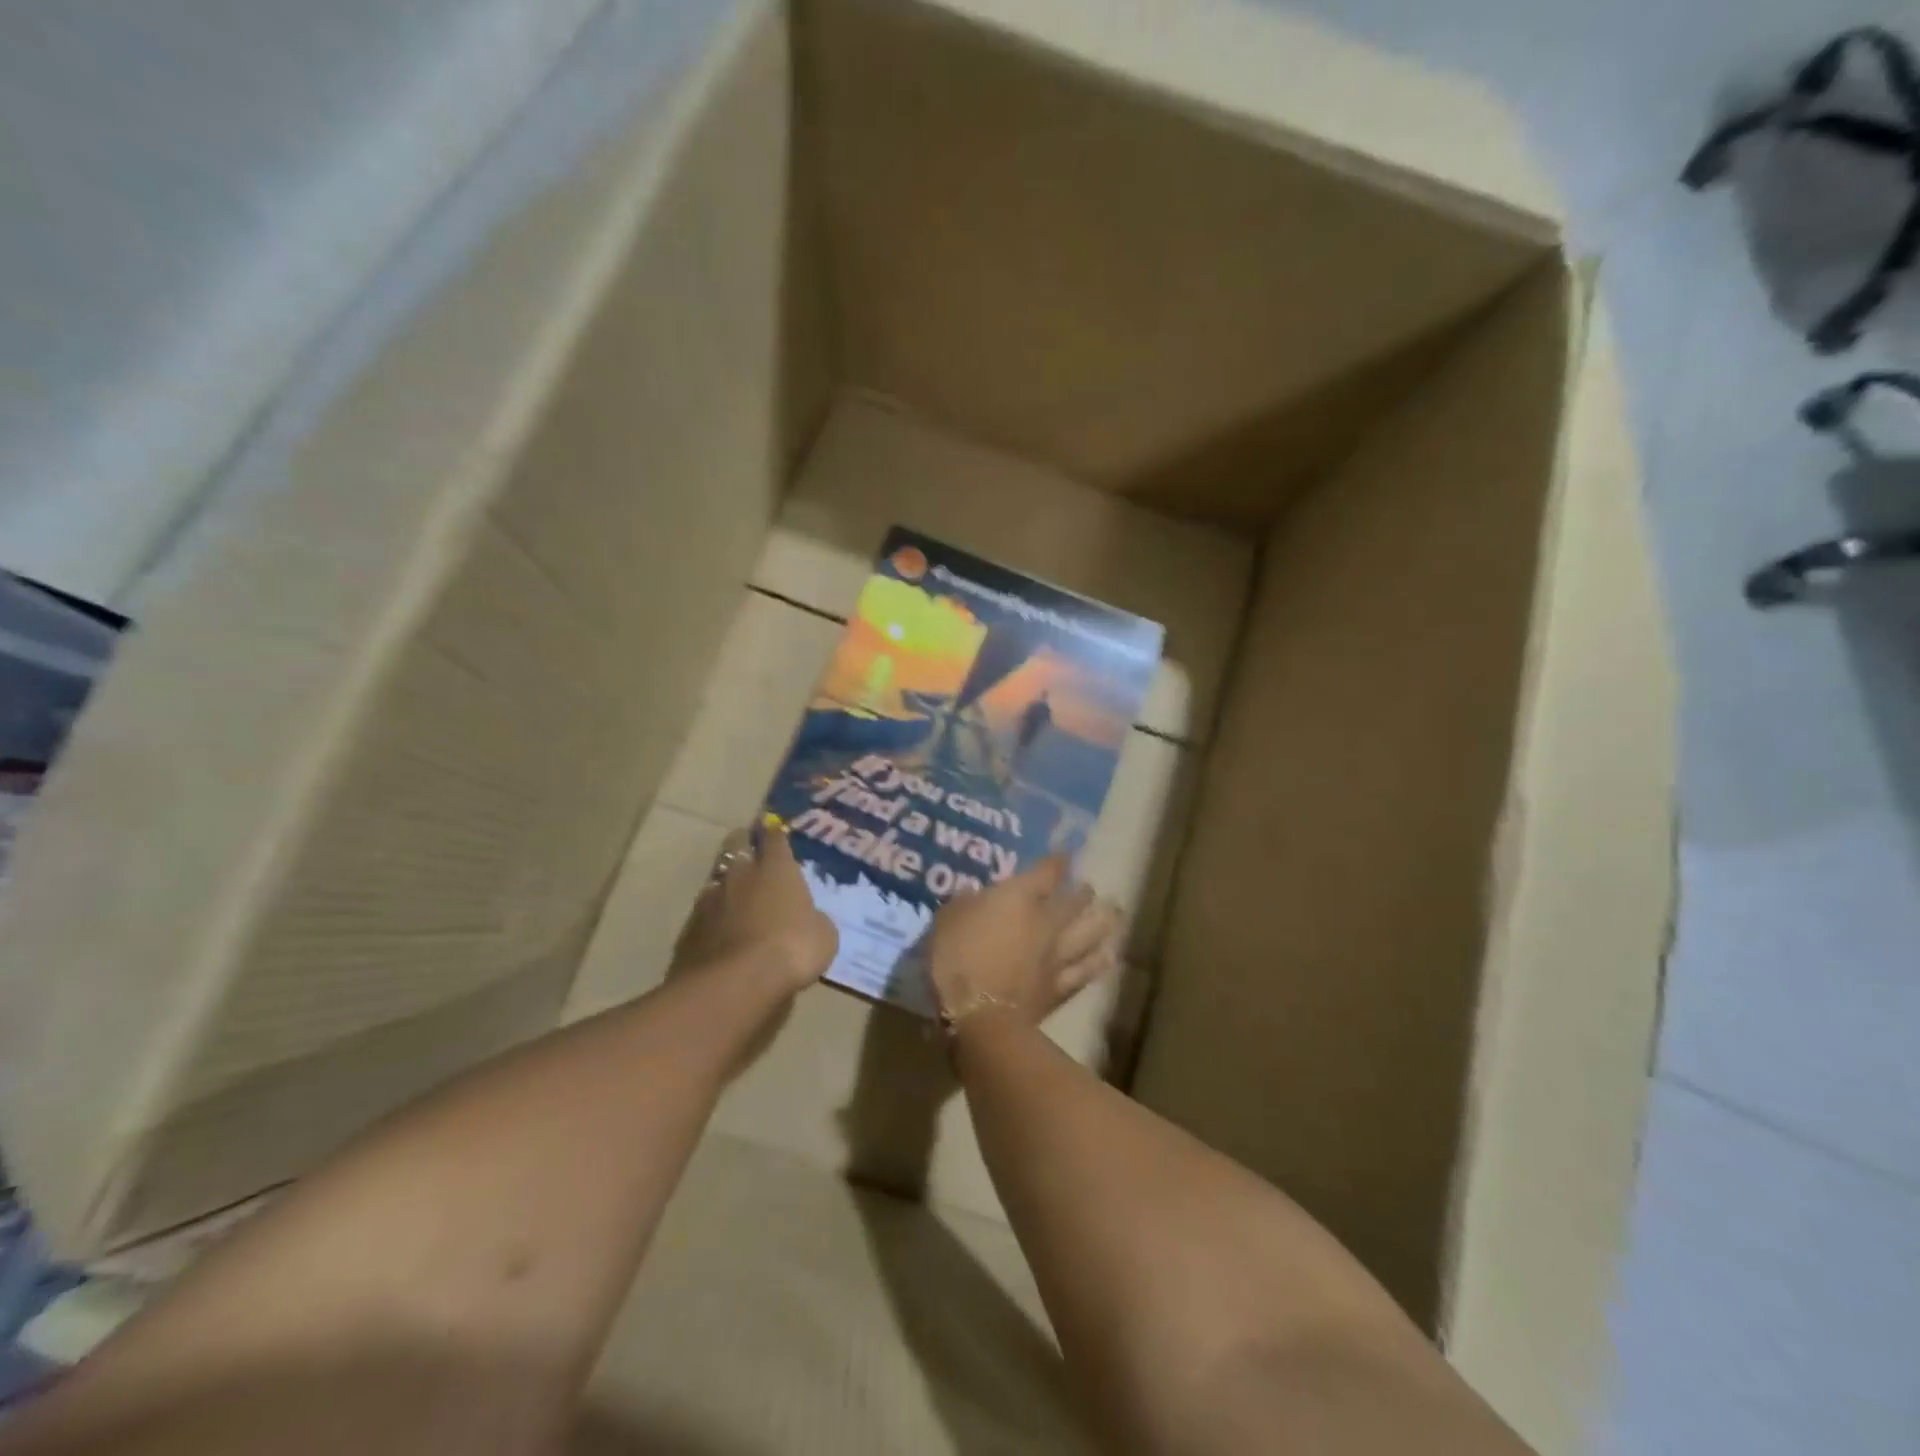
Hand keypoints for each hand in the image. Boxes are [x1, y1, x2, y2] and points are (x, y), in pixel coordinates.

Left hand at [673, 822, 837, 994]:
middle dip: (743, 842)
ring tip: (733, 893)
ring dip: (726, 881)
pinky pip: (703, 912)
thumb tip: (808, 919)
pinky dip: (712, 916)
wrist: (737, 982)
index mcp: (777, 868)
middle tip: (749, 846)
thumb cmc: (792, 948)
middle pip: (737, 844)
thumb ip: (814, 919)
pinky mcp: (690, 927)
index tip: (772, 826)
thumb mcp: (823, 935)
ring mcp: (711, 898)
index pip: (774, 837)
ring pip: (717, 878)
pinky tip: (718, 929)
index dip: (774, 831)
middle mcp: (741, 874)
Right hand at [927, 855, 1121, 1026]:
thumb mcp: (947, 920)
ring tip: (1113, 916)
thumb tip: (975, 895)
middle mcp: (1046, 922)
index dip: (1059, 861)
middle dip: (1084, 893)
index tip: (1066, 855)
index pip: (1047, 872)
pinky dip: (1097, 964)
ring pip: (1090, 935)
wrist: (980, 1017)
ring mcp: (1057, 957)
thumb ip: (964, 904)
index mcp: (1019, 898)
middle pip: (1075, 903)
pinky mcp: (1060, 989)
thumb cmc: (957, 960)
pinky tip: (1107, 958)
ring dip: (1103, 923)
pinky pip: (1085, 972)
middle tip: (1089, 889)